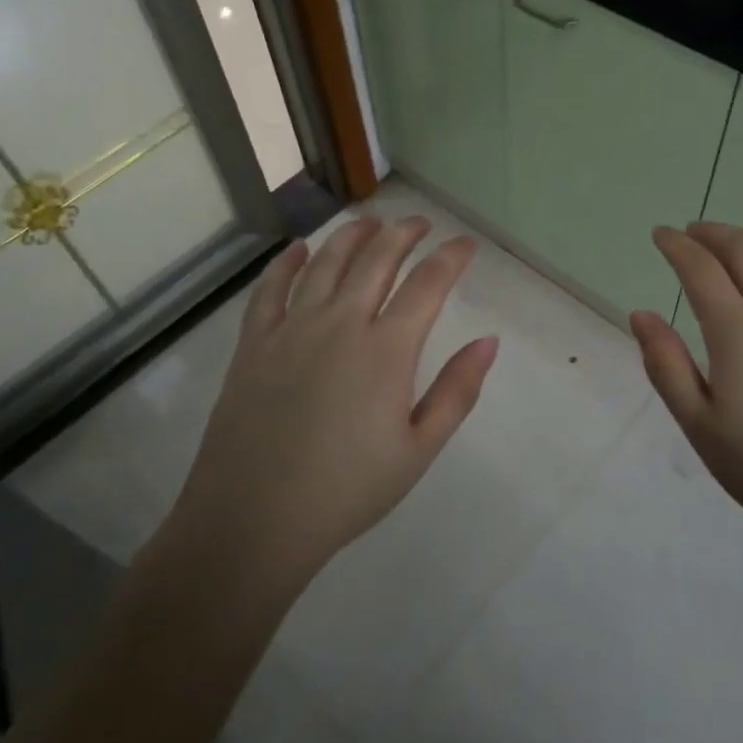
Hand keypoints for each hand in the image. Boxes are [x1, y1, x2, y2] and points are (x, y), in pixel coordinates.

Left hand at [158, 216, 498, 588]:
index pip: (428, 284)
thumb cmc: (347, 491)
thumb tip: (489, 341)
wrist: (253, 520)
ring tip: (370, 222)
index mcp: (386, 349)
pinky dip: (287, 263)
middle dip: (404, 233)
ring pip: (326, 262)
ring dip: (352, 235)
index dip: (451, 258)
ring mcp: (292, 328)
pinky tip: (299, 250)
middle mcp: (340, 323)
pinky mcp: (254, 343)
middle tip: (420, 224)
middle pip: (377, 259)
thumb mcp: (418, 450)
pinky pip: (271, 288)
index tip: (465, 245)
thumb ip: (457, 391)